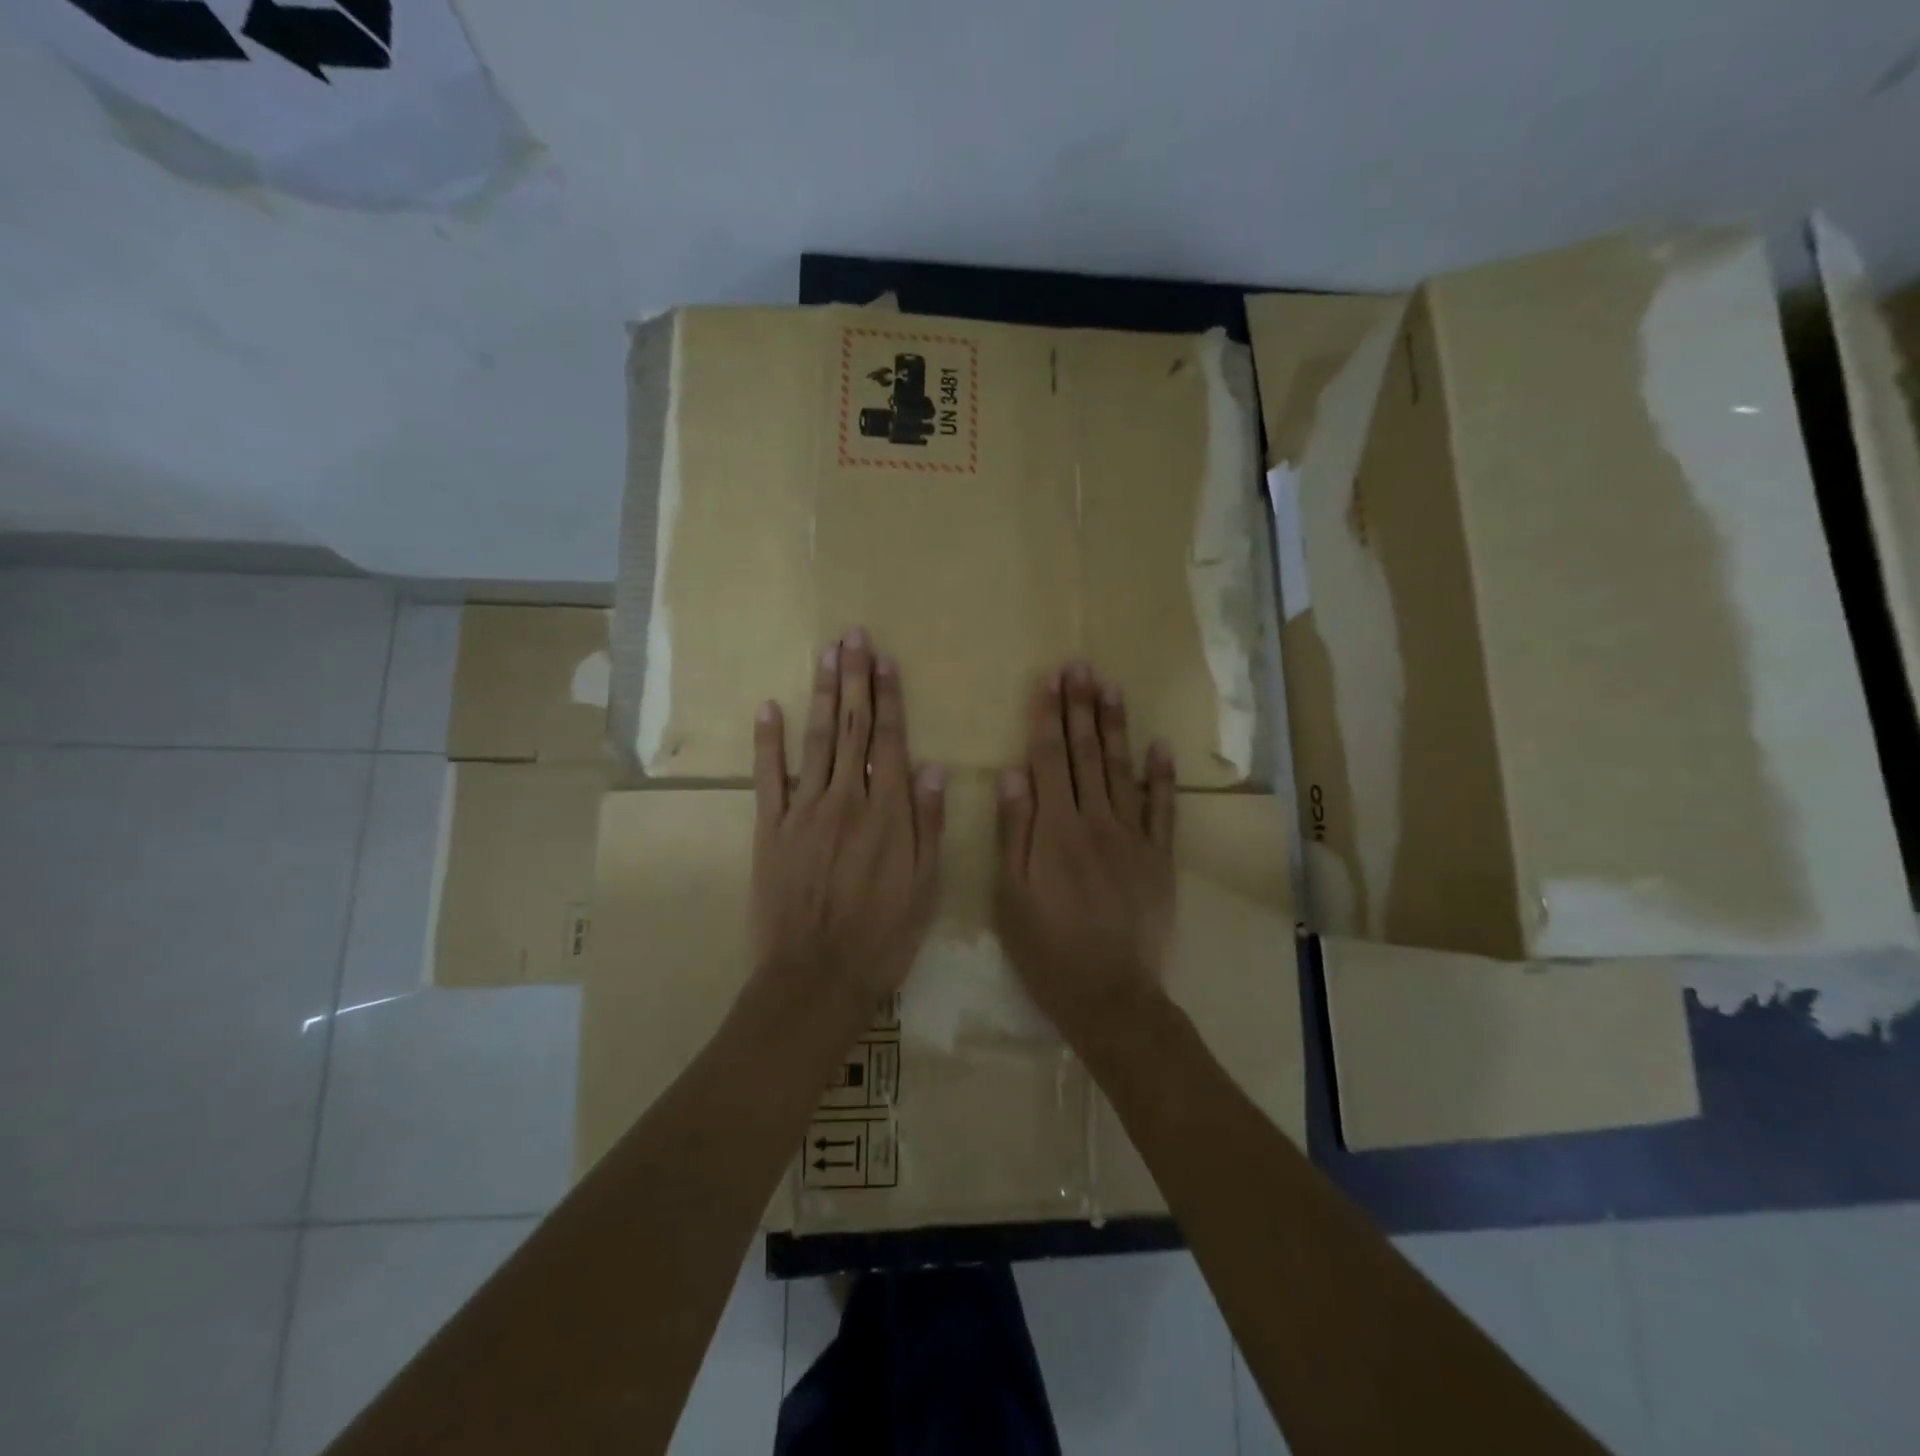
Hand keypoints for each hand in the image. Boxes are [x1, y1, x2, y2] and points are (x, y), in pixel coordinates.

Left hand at [752, 629, 945, 1009]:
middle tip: (853, 637)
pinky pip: (768, 777)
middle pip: (852, 728)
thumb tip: (933, 768)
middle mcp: (846, 799)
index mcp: (888, 812)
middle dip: (854, 679)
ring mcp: (803, 811)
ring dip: (821, 695)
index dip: (889, 697)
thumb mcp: (926, 887)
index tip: (886, 660)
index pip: (891, 740)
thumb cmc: (883, 936)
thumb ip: (928, 824)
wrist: (817, 976)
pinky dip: (767, 741)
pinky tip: (768, 707)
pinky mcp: (770, 829)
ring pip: (815, 741)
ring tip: (825, 656)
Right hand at [995, 661, 1176, 1043]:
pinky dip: (1161, 776)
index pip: (1049, 759)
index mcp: (1055, 828)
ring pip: (1122, 769)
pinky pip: (1162, 808)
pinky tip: (1160, 745)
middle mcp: (1095, 821)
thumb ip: (1014, 831)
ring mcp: (1132, 837)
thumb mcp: (1011, 895)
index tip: (1050, 680)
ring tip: (1111, 687)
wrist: (1110, 993)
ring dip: (1116, 726)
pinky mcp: (1159, 857)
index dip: (1048, 717)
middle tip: (1080, 666)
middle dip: (1081, 707)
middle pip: (1086, 754)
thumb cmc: (1048, 948)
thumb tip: (1013, 773)